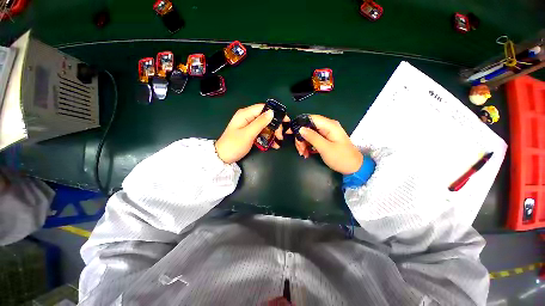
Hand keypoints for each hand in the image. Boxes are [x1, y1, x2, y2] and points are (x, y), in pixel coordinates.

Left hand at [215, 104, 290, 162]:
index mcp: (245, 114)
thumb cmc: (234, 145)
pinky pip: (262, 132)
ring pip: (265, 126)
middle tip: (281, 135)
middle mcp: (248, 118)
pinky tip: (274, 144)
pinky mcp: (251, 133)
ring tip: (279, 141)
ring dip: (273, 133)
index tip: (286, 120)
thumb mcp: (248, 134)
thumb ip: (260, 122)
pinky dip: (268, 137)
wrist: (223, 157)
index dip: (276, 113)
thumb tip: (272, 112)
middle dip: (275, 126)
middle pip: (266, 117)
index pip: (264, 108)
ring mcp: (250, 126)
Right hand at [295, 115, 362, 174]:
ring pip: (309, 134)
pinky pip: (313, 139)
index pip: (311, 118)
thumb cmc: (341, 158)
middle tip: (300, 149)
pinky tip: (306, 153)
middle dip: (301, 137)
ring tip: (303, 153)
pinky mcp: (325, 139)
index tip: (292, 134)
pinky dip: (308, 146)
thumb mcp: (325, 148)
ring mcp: (326, 133)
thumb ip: (312, 137)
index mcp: (329, 125)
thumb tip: (300, 129)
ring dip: (303, 143)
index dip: (300, 124)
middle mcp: (327, 127)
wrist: (353, 168)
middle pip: (308, 127)